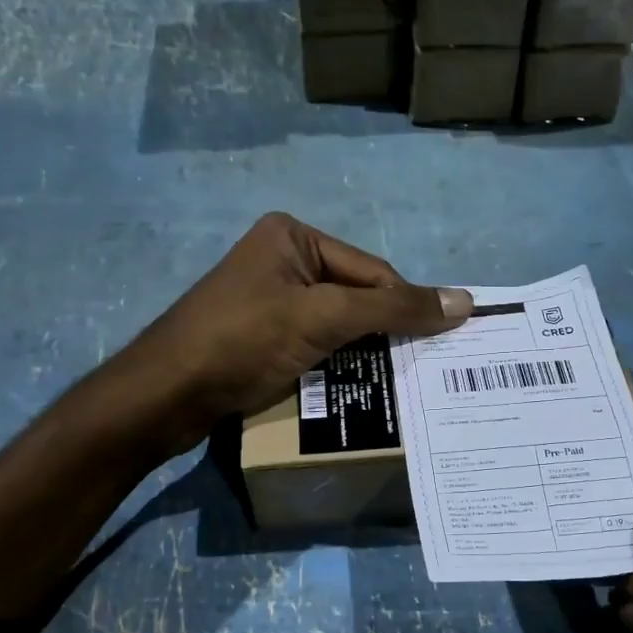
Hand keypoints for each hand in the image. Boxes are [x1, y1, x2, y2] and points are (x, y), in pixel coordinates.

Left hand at [121, 213, 471, 447]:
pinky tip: (352, 387)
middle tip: (419, 368)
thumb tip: (465, 301)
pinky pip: (314, 345)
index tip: (441, 343)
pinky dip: (336, 365)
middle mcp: (283, 261)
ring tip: (393, 384)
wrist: (166, 394)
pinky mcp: (260, 338)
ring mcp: (269, 301)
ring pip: (337, 326)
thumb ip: (393, 309)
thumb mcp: (323, 318)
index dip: (405, 307)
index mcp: (295, 237)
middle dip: (383, 333)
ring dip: (362, 353)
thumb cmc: (244, 341)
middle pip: (356, 297)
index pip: (372, 270)